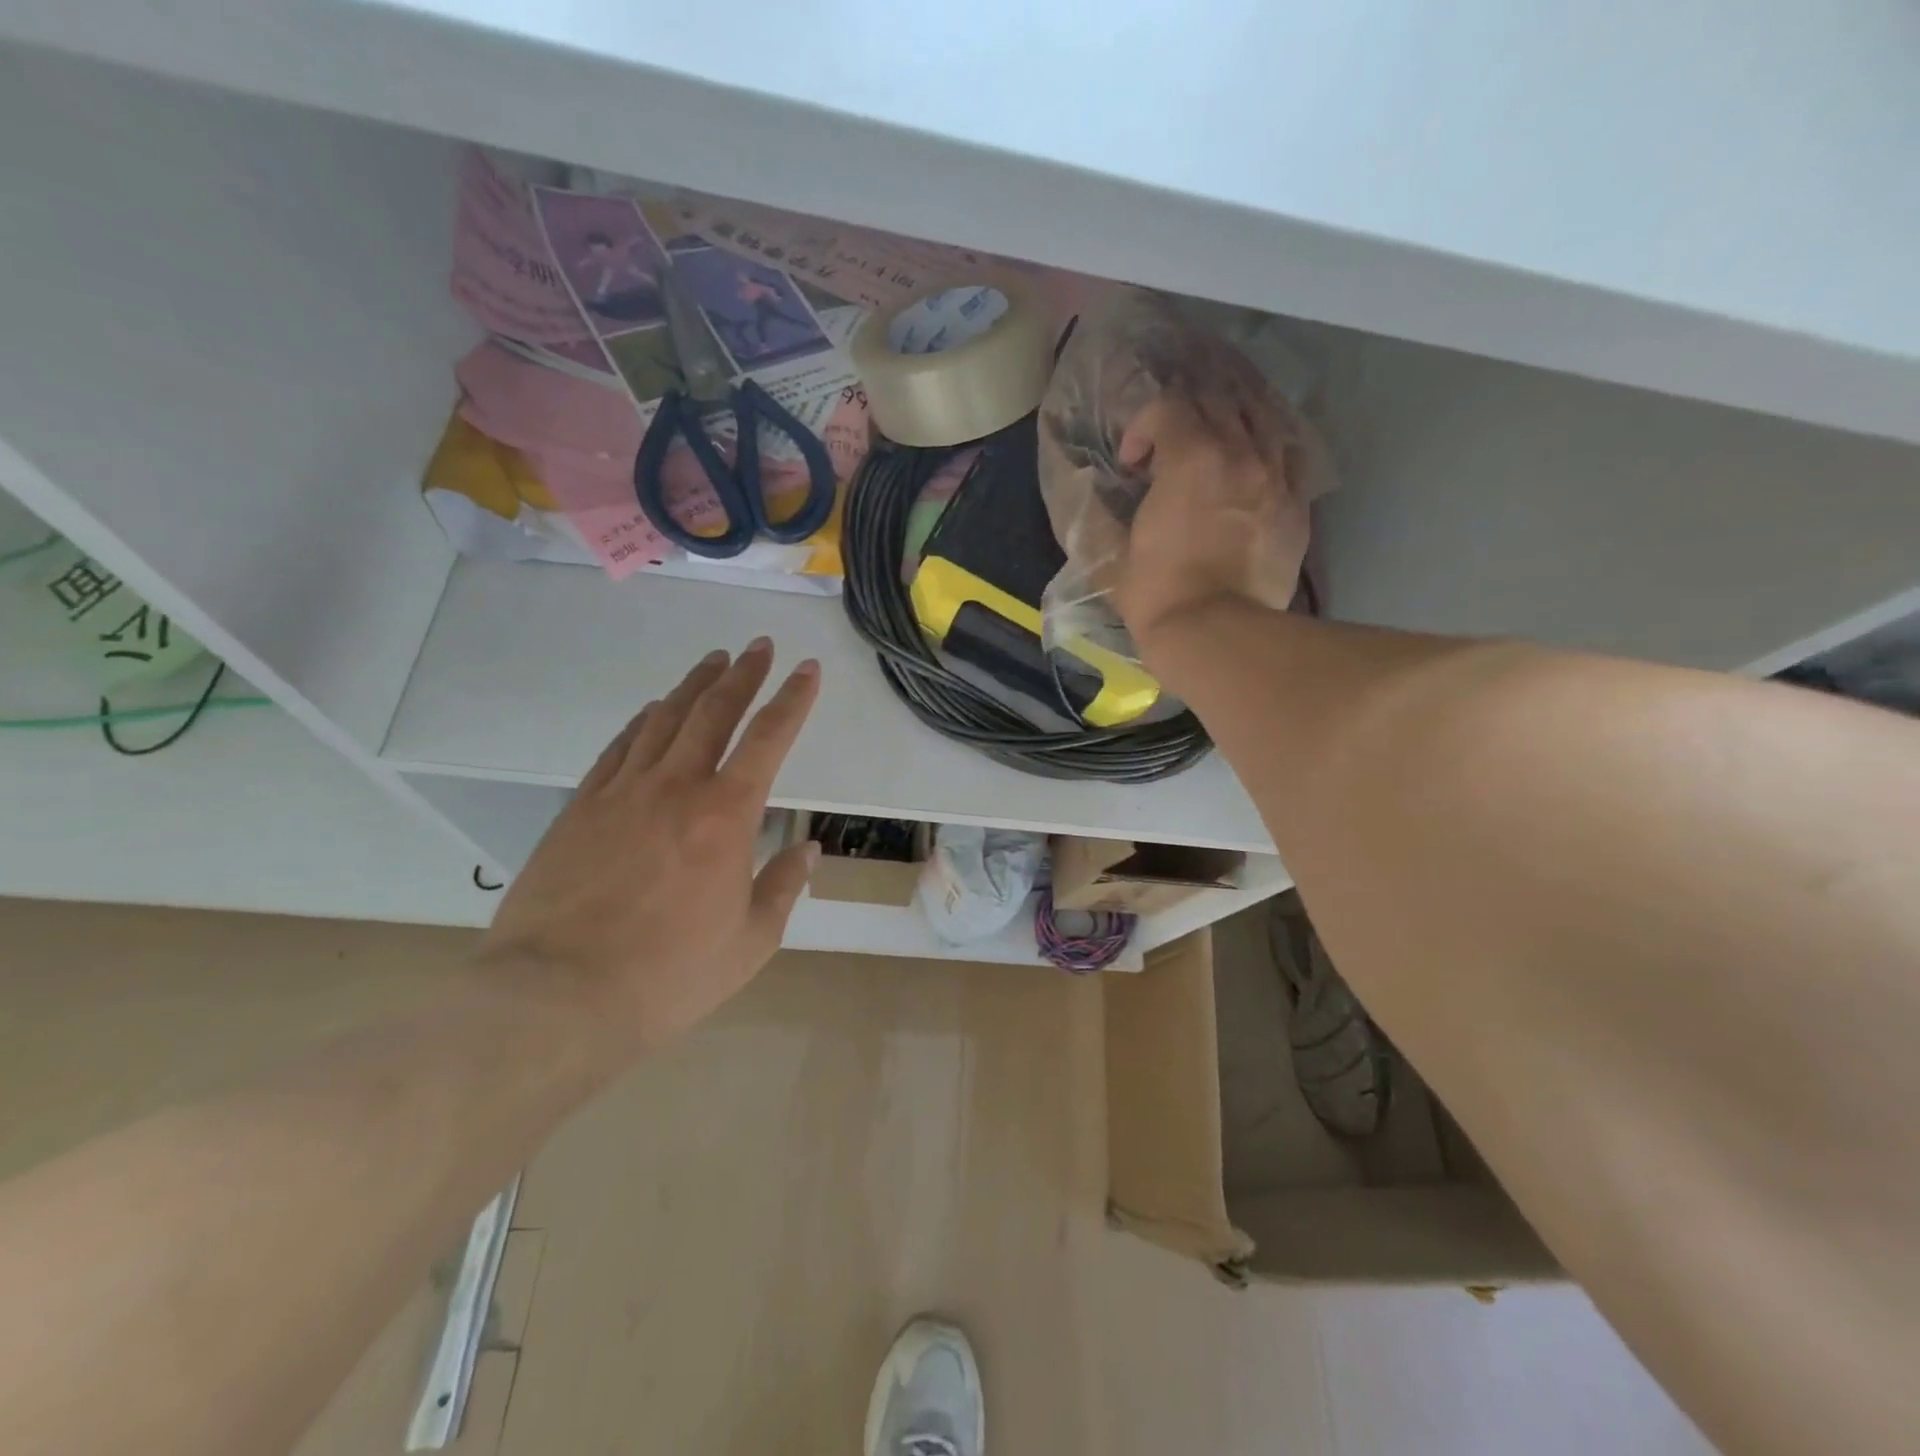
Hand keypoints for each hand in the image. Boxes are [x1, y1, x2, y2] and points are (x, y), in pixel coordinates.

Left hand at [477, 639, 819, 1058]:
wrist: (557, 996)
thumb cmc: (669, 975)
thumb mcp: (750, 942)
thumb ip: (784, 887)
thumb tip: (809, 851)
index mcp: (726, 815)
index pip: (769, 739)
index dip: (793, 700)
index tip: (806, 669)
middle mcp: (676, 787)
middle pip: (714, 711)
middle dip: (743, 674)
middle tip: (759, 647)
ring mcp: (623, 792)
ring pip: (664, 719)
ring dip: (693, 685)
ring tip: (713, 661)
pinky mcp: (582, 807)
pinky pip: (619, 748)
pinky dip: (643, 722)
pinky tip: (653, 711)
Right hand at [1111, 395, 1309, 660]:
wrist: (1216, 634)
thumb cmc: (1157, 593)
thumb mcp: (1116, 552)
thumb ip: (1107, 514)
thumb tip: (1097, 500)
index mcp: (1192, 457)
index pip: (1167, 407)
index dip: (1142, 427)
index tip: (1131, 465)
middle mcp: (1241, 453)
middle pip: (1218, 402)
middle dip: (1187, 417)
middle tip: (1170, 449)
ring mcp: (1277, 477)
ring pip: (1262, 419)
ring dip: (1232, 424)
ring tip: (1216, 446)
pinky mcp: (1298, 506)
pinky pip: (1288, 457)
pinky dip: (1266, 452)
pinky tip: (1251, 471)